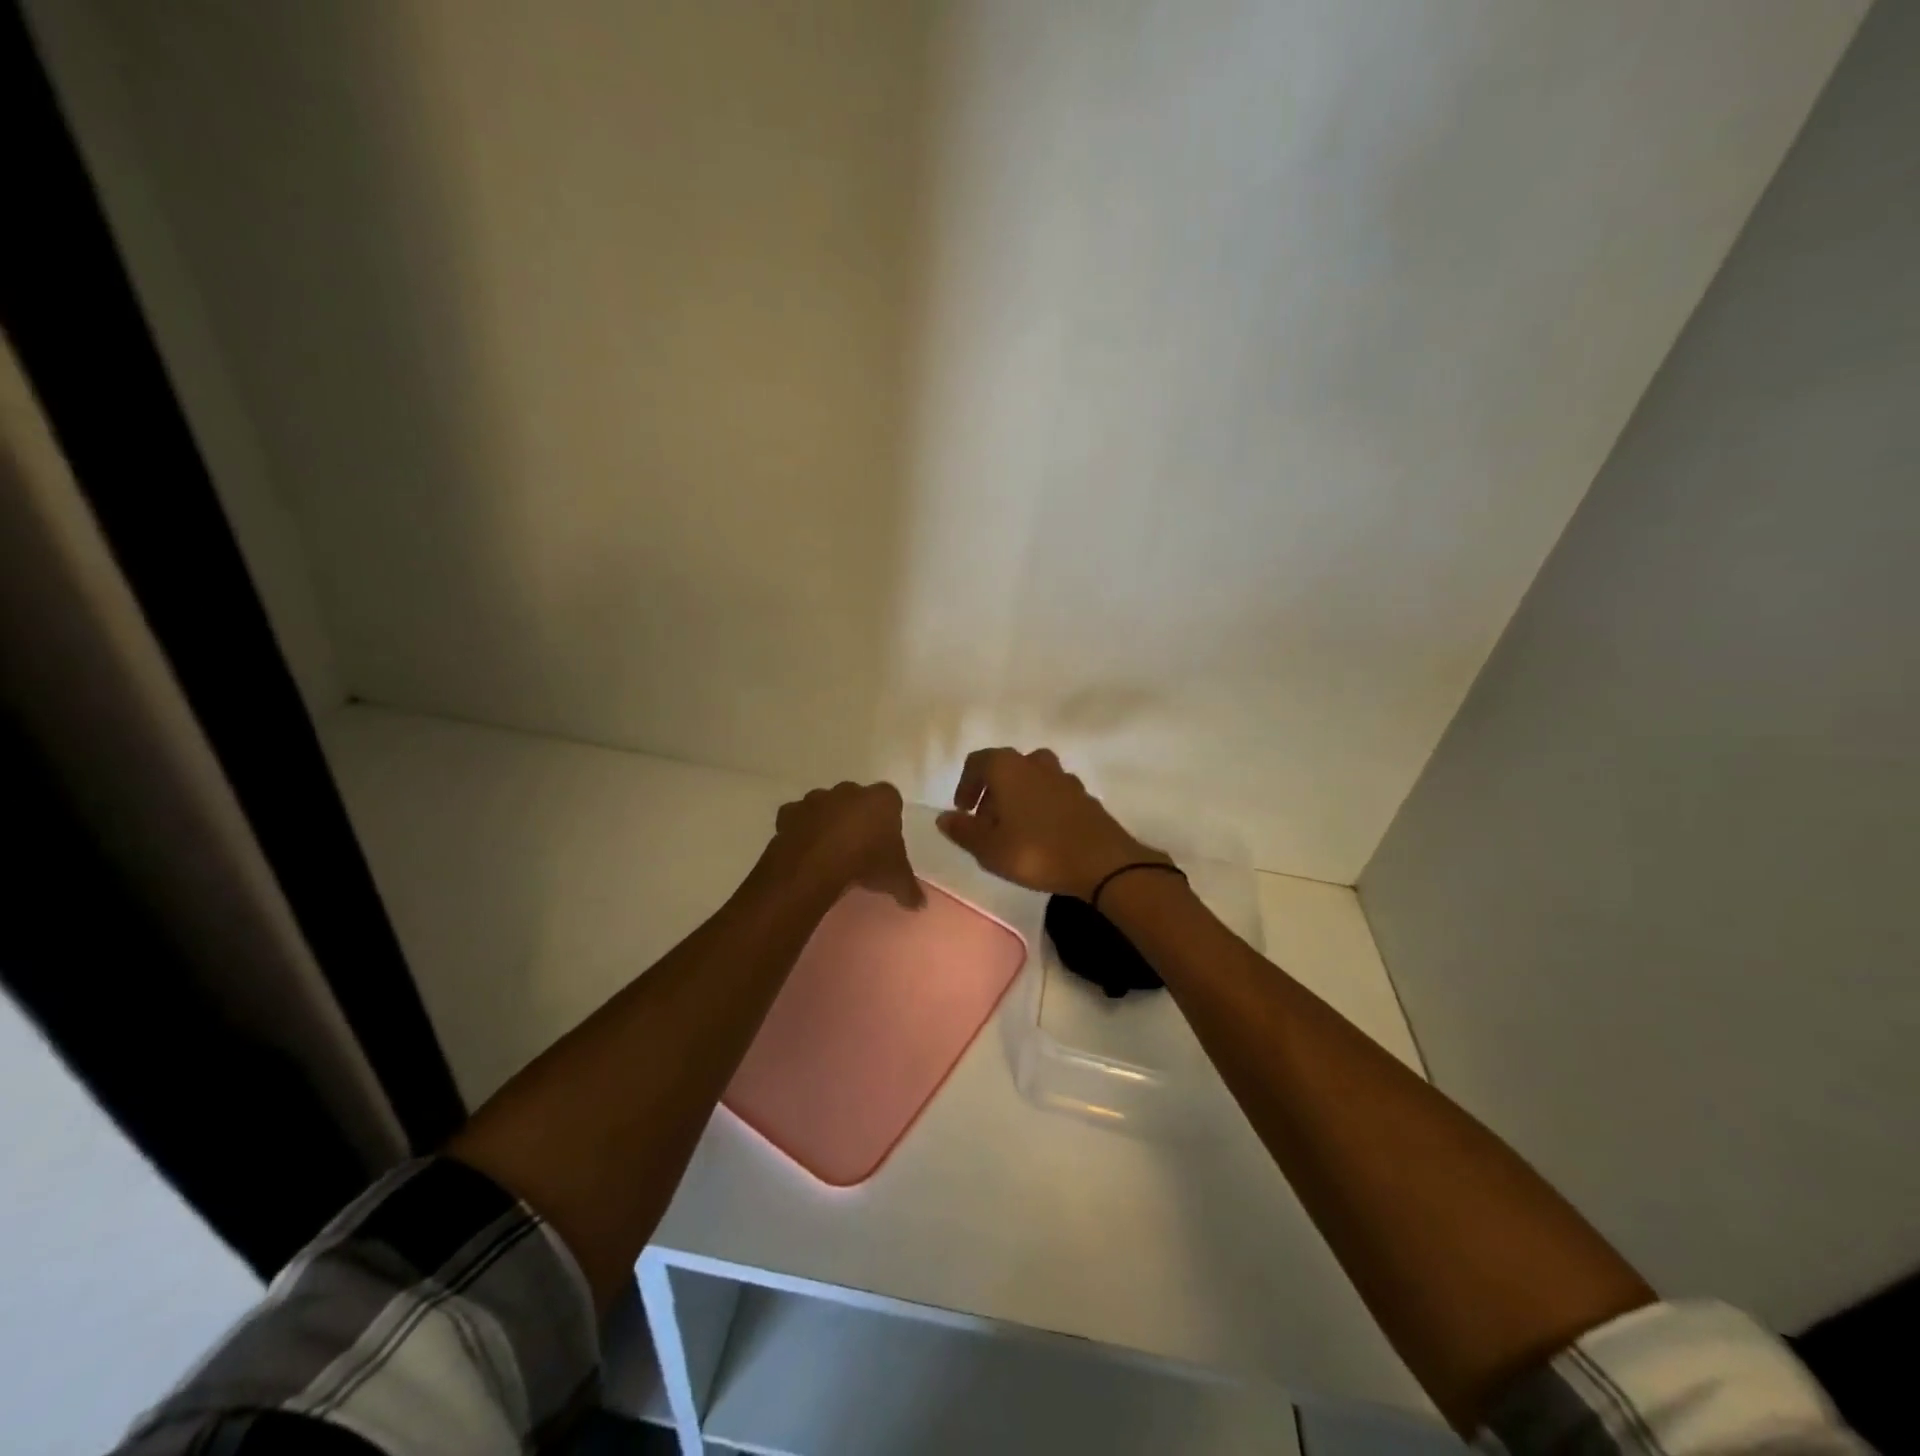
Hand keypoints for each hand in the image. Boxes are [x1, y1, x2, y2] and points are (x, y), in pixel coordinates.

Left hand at [768, 780, 924, 909]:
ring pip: (825, 806)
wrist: (816, 865)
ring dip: (827, 821)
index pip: (891, 800)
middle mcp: (850, 790)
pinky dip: (800, 830)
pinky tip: (804, 851)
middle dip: (857, 817)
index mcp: (882, 799)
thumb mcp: (895, 879)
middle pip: (857, 799)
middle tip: (858, 846)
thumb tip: (920, 904)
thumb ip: (909, 888)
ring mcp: (817, 798)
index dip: (888, 819)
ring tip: (829, 852)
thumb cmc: (866, 862)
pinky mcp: (790, 812)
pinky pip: (797, 818)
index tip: (885, 840)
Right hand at [935, 747, 1166, 899]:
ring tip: (1013, 830)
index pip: (978, 762)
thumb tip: (944, 818)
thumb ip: (963, 831)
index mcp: (1008, 767)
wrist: (1102, 862)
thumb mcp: (989, 849)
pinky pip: (1052, 794)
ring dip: (1017, 799)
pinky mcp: (1084, 796)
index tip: (963, 811)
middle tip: (986, 825)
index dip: (965, 784)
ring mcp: (1064, 778)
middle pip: (1005, 768)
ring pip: (1031, 779)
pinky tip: (1041, 835)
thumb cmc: (1036, 851)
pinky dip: (1040, 807)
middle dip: (991, 793)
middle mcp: (1035, 763)